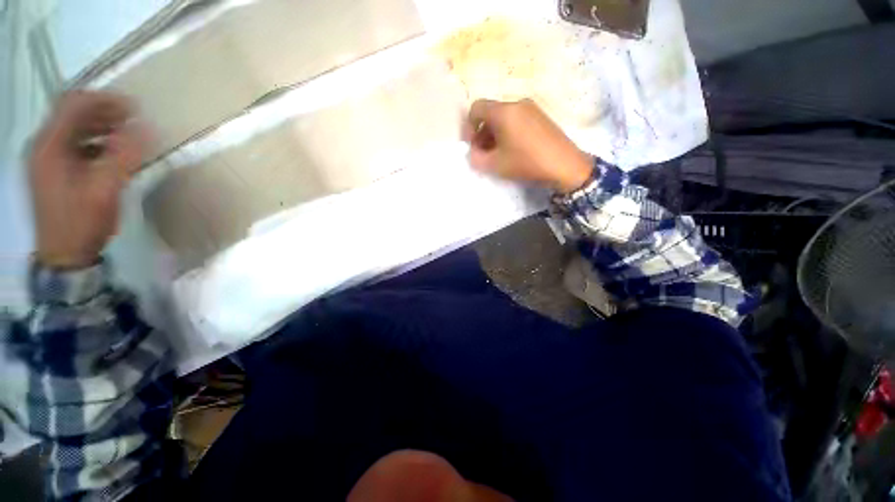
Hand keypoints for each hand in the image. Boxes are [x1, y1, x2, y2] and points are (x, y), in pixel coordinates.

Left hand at [30, 91, 147, 268]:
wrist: (64, 255)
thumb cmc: (82, 221)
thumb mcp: (105, 189)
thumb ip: (124, 156)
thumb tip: (146, 127)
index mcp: (50, 146)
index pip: (74, 104)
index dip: (104, 100)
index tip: (134, 108)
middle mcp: (43, 146)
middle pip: (72, 113)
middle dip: (104, 111)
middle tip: (134, 119)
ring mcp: (46, 159)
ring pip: (73, 128)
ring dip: (100, 126)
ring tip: (127, 134)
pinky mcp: (53, 171)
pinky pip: (74, 145)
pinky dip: (94, 142)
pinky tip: (112, 153)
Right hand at [463, 99, 592, 193]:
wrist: (565, 165)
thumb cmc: (526, 163)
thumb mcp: (495, 165)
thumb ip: (476, 158)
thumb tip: (472, 153)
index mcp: (503, 111)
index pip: (476, 108)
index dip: (468, 126)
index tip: (471, 145)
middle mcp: (517, 104)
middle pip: (490, 113)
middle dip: (481, 133)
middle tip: (482, 154)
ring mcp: (531, 109)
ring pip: (504, 118)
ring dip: (494, 134)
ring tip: (497, 155)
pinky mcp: (541, 117)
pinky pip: (517, 120)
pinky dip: (508, 133)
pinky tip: (512, 151)